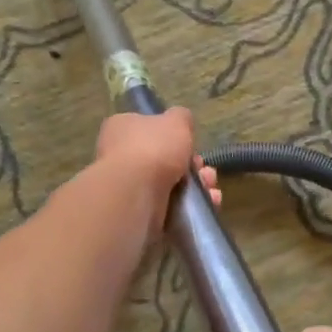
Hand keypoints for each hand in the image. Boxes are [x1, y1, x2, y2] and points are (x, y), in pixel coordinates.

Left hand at [91, 108, 219, 255]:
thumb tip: (180, 121)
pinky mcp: (138, 213)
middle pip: (163, 159)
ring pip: (170, 185)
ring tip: (211, 189)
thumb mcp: (176, 121)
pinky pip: (170, 208)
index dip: (174, 136)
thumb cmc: (153, 149)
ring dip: (196, 187)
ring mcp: (128, 187)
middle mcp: (121, 157)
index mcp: (122, 129)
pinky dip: (190, 207)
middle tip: (204, 170)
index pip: (148, 129)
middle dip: (192, 166)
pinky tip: (209, 204)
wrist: (135, 194)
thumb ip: (181, 118)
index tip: (192, 143)